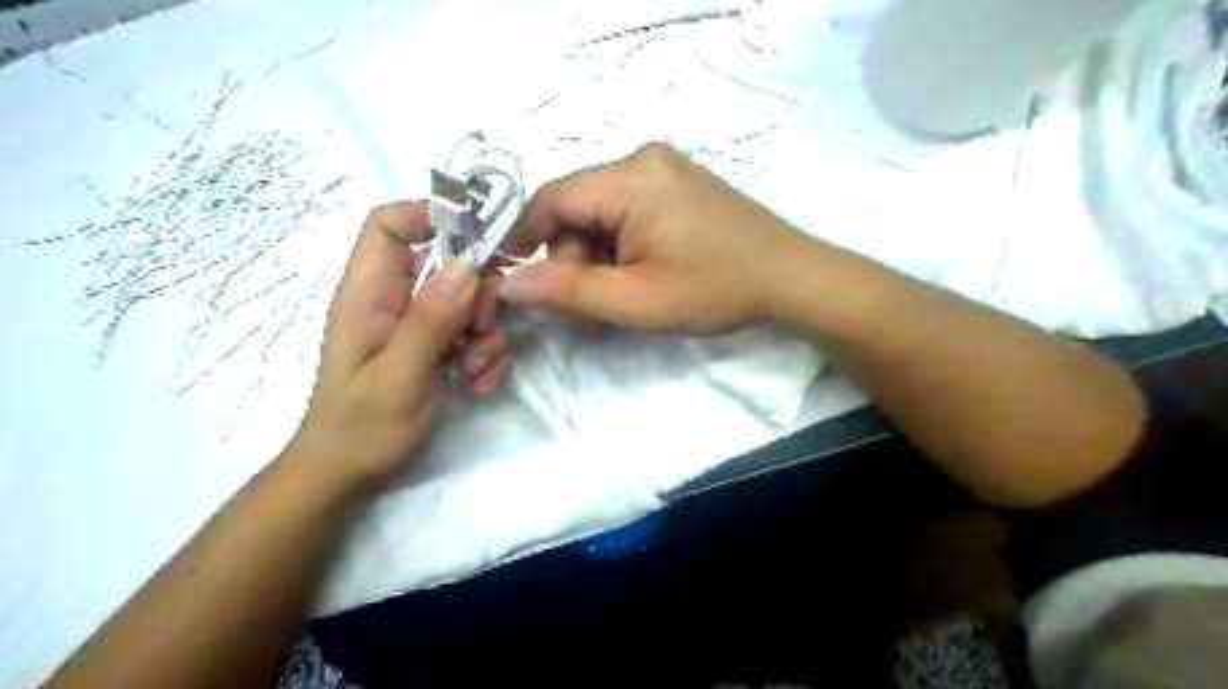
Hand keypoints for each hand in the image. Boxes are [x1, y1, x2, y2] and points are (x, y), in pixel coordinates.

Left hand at [291, 203, 511, 486]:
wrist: (350, 476)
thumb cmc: (362, 428)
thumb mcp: (399, 375)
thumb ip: (430, 320)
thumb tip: (467, 264)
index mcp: (369, 293)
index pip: (390, 224)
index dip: (432, 216)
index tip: (481, 241)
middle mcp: (394, 300)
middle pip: (447, 263)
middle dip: (478, 294)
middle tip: (483, 330)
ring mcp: (417, 324)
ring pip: (469, 301)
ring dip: (486, 332)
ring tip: (476, 370)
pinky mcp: (436, 347)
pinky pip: (473, 333)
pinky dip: (486, 355)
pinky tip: (478, 385)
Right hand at [498, 142, 806, 333]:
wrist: (791, 279)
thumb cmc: (717, 290)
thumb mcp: (636, 300)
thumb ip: (568, 291)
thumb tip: (508, 283)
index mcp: (631, 178)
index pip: (551, 200)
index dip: (524, 240)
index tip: (516, 281)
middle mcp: (643, 161)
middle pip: (576, 211)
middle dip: (573, 264)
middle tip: (589, 315)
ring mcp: (663, 171)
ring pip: (600, 217)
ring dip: (597, 264)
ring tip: (616, 307)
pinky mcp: (676, 187)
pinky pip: (626, 215)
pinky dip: (620, 251)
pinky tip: (636, 282)